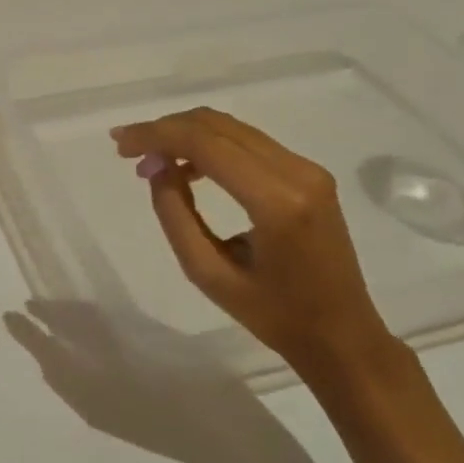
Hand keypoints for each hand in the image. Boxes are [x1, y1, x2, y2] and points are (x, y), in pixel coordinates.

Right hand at [110, 108, 391, 376]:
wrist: (343, 336)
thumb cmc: (274, 316)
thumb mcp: (209, 274)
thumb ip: (176, 216)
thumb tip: (156, 168)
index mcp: (276, 202)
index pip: (205, 144)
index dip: (156, 136)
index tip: (120, 144)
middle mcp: (297, 172)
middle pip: (217, 126)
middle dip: (166, 129)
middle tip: (128, 150)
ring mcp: (308, 169)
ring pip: (232, 128)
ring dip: (186, 134)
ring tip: (151, 160)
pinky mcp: (309, 173)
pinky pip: (248, 143)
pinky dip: (210, 145)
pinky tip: (187, 167)